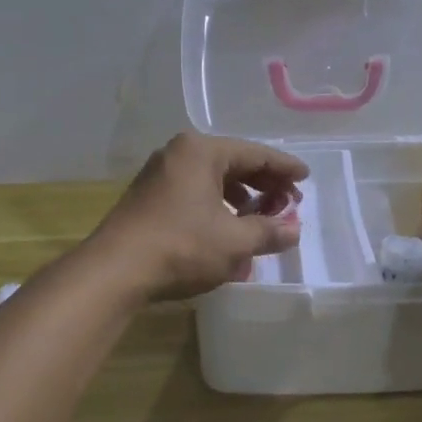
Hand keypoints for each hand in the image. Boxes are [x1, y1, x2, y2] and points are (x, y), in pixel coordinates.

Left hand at [86, 133, 309, 300]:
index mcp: (201, 151)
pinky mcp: (148, 197)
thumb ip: (269, 232)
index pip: (255, 153)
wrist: (115, 270)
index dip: (284, 168)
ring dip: (241, 198)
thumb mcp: (234, 242)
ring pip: (212, 179)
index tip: (306, 178)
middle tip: (288, 204)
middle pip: (233, 163)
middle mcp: (179, 153)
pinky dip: (217, 206)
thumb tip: (293, 230)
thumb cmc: (181, 247)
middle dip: (263, 185)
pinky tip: (228, 229)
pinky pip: (194, 192)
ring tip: (261, 219)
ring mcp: (160, 174)